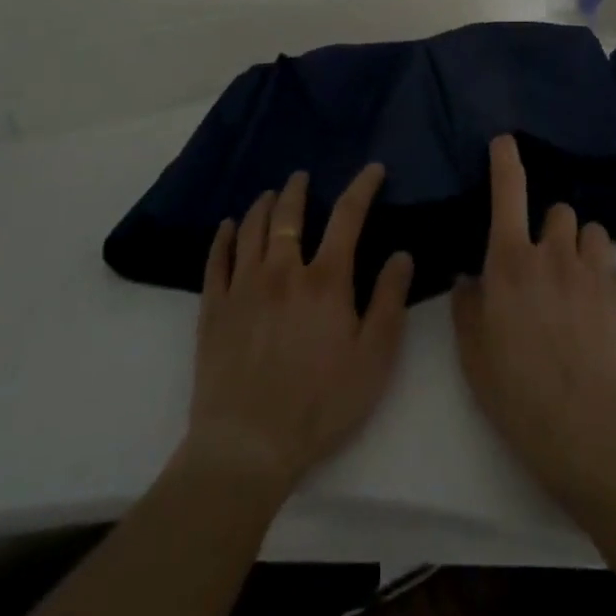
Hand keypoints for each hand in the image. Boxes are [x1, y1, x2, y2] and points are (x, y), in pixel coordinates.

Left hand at [185, 164, 414, 499]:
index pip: (347, 217)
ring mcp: (243, 288)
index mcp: (325, 280)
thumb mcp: (373, 359)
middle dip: (297, 190)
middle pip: (288, 216)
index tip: (372, 169)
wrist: (248, 446)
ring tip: (269, 195)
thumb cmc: (321, 405)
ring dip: (262, 205)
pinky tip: (227, 227)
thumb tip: (401, 255)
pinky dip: (223, 237)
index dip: (362, 187)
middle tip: (301, 177)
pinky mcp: (214, 309)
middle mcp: (282, 272)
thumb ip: (389, 302)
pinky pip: (216, 260)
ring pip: (251, 230)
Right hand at [452, 135, 615, 504]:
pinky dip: (606, 283)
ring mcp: (595, 271)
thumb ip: (467, 304)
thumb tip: (470, 277)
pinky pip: (615, 271)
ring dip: (582, 248)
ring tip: (576, 283)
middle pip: (559, 210)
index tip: (505, 141)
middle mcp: (554, 253)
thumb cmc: (515, 389)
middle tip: (544, 263)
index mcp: (510, 260)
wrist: (584, 429)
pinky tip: (599, 316)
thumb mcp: (472, 351)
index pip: (508, 193)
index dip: (505, 161)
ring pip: (592, 232)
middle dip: (551, 228)